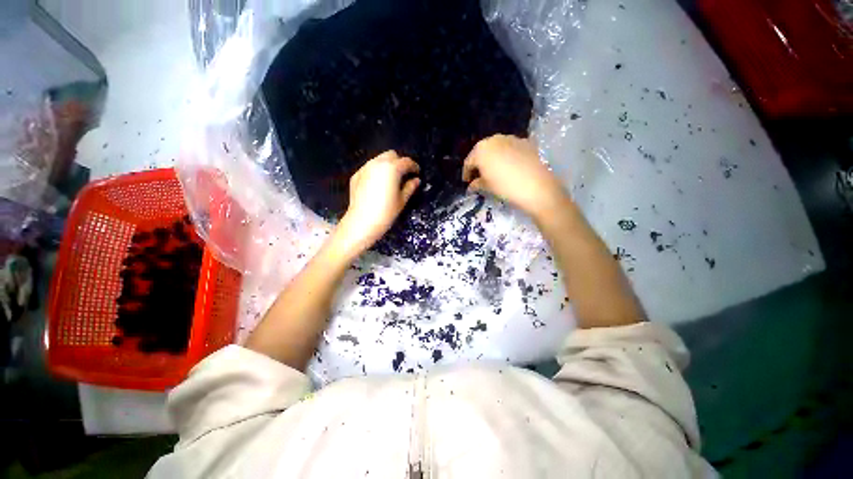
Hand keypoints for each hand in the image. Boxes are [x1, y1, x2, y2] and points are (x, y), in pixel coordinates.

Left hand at [333, 151, 420, 257]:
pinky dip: (376, 171)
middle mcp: (377, 163)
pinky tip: (378, 184)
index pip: (406, 162)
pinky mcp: (356, 175)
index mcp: (392, 168)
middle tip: (404, 175)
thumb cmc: (386, 212)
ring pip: (379, 159)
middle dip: (399, 162)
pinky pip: (369, 168)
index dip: (414, 167)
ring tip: (391, 179)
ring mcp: (365, 168)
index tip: (417, 173)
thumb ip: (410, 187)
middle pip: (392, 155)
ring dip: (387, 165)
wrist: (361, 222)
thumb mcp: (402, 200)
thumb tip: (416, 180)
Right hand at [462, 135, 566, 218]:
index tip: (467, 182)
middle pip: (482, 151)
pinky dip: (507, 156)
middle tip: (479, 175)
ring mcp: (511, 138)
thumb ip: (476, 184)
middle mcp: (494, 139)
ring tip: (494, 170)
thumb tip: (471, 185)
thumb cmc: (505, 187)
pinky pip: (510, 148)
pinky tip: (510, 166)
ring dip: (493, 157)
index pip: (469, 161)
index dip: (466, 173)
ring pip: (496, 148)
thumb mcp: (487, 187)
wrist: (536, 186)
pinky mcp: (525, 142)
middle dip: (479, 163)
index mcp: (481, 150)